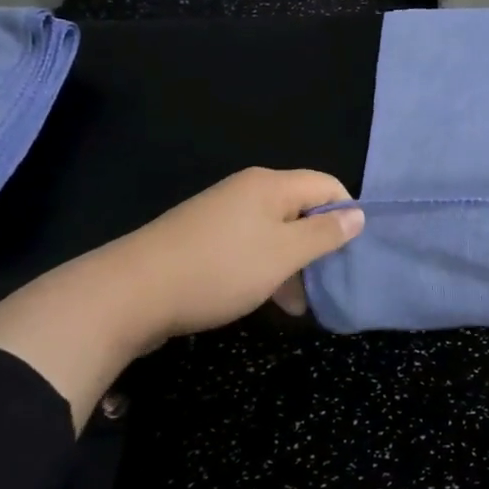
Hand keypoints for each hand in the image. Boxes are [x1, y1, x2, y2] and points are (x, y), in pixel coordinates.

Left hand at [104, 167, 365, 339]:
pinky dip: (264, 267)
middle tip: (324, 284)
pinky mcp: (203, 236)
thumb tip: (358, 213)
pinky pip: (250, 244)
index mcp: (270, 185)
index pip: (327, 184)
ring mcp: (222, 212)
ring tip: (295, 304)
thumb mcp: (282, 255)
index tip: (348, 253)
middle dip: (318, 244)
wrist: (129, 293)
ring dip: (292, 263)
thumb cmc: (219, 270)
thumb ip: (324, 234)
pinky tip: (264, 299)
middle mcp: (248, 190)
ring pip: (276, 231)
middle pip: (301, 207)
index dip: (346, 214)